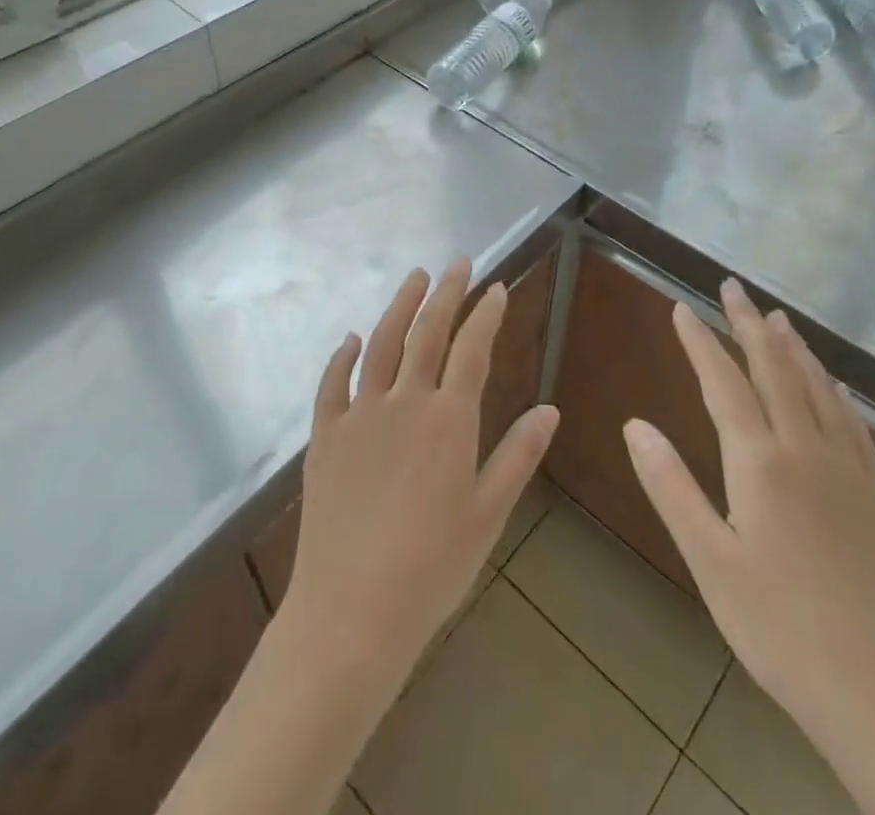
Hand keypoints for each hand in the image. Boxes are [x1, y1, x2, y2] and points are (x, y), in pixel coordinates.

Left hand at [280, 260, 560, 695]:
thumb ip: (518, 455)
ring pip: (381, 343)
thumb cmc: (432, 567)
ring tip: (414, 277)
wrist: (351, 610)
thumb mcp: (488, 513)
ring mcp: (359, 414)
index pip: (472, 349)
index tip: (496, 287)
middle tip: (458, 264)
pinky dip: (343, 356)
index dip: (486, 314)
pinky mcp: (325, 435)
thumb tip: (549, 408)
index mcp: (448, 419)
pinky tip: (352, 339)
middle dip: (446, 293)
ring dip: (399, 306)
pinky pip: (333, 383)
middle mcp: (404, 401)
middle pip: (427, 332)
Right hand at [624, 279, 874, 755]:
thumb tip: (634, 424)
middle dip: (749, 324)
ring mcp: (848, 470)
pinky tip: (833, 384)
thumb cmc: (779, 629)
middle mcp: (806, 450)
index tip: (682, 307)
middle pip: (774, 369)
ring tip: (777, 317)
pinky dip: (835, 391)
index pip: (723, 383)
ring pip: (817, 388)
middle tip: (732, 287)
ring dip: (793, 347)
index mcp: (760, 463)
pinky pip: (854, 423)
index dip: (700, 341)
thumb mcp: (710, 562)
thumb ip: (670, 486)